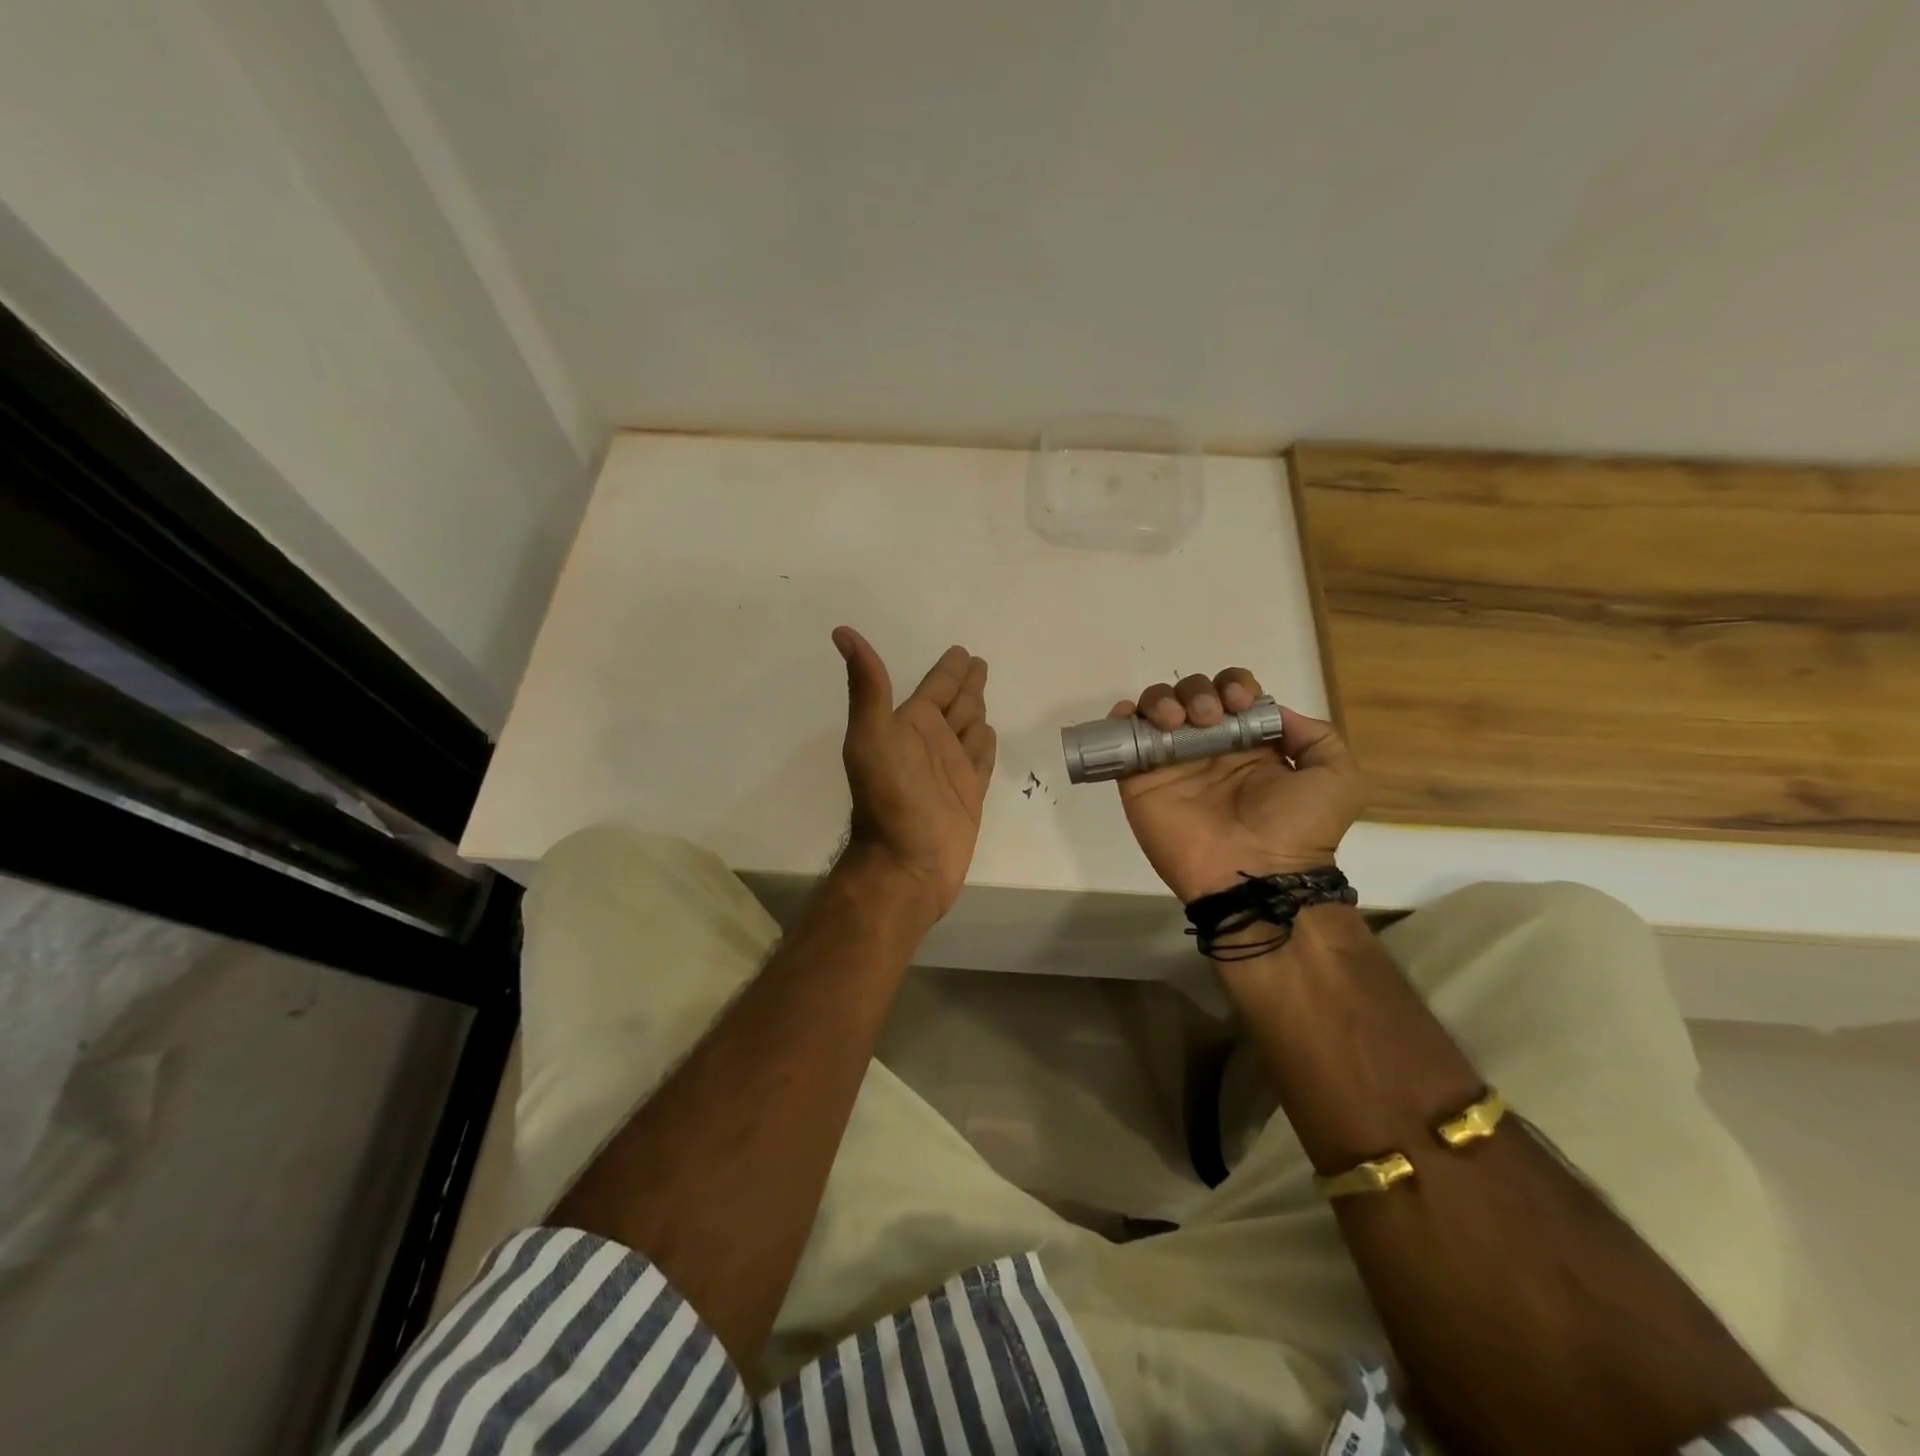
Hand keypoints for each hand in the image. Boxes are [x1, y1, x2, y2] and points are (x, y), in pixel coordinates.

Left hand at [832, 627, 996, 919]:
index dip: (949, 668)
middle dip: (967, 683)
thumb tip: (842, 632)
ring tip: (984, 693)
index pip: (936, 686)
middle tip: (979, 662)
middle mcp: (932, 741)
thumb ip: (868, 686)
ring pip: (971, 727)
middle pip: (956, 702)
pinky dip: (986, 743)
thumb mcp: (871, 736)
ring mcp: (953, 767)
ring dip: (977, 709)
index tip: (961, 651)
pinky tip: (989, 732)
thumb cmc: (889, 797)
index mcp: (910, 724)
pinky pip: (982, 757)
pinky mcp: (970, 792)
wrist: (907, 861)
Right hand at [1112, 669, 1366, 902]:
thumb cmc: (1298, 828)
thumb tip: (1273, 713)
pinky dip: (1120, 719)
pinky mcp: (1140, 782)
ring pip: (1156, 709)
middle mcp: (1209, 749)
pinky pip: (1123, 742)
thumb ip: (1316, 736)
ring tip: (1176, 722)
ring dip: (1163, 700)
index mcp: (1250, 744)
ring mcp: (1172, 764)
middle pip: (1191, 694)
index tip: (1239, 704)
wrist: (1257, 876)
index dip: (1234, 686)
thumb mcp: (1337, 778)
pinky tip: (1130, 715)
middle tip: (1207, 717)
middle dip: (1198, 691)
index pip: (1232, 694)